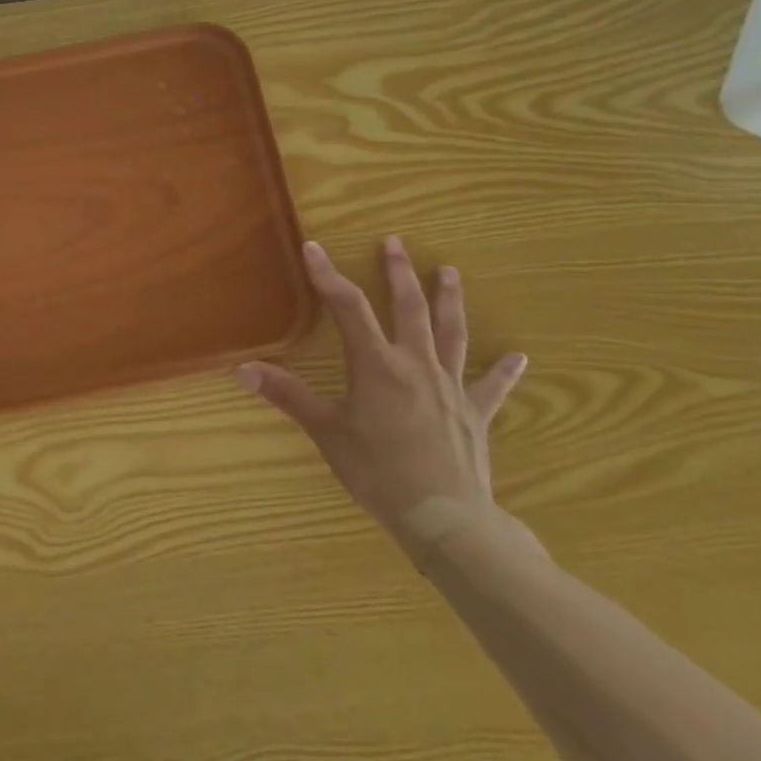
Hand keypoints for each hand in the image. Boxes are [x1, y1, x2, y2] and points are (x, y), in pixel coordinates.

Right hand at [236, 236, 529, 564]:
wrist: (444, 517)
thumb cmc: (378, 471)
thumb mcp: (326, 432)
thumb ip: (288, 396)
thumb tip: (242, 369)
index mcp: (377, 365)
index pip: (348, 308)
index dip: (329, 276)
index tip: (314, 248)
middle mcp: (416, 364)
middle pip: (409, 309)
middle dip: (399, 273)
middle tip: (395, 243)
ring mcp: (450, 386)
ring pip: (451, 333)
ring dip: (448, 300)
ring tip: (449, 272)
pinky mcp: (474, 413)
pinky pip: (491, 385)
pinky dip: (503, 370)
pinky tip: (518, 357)